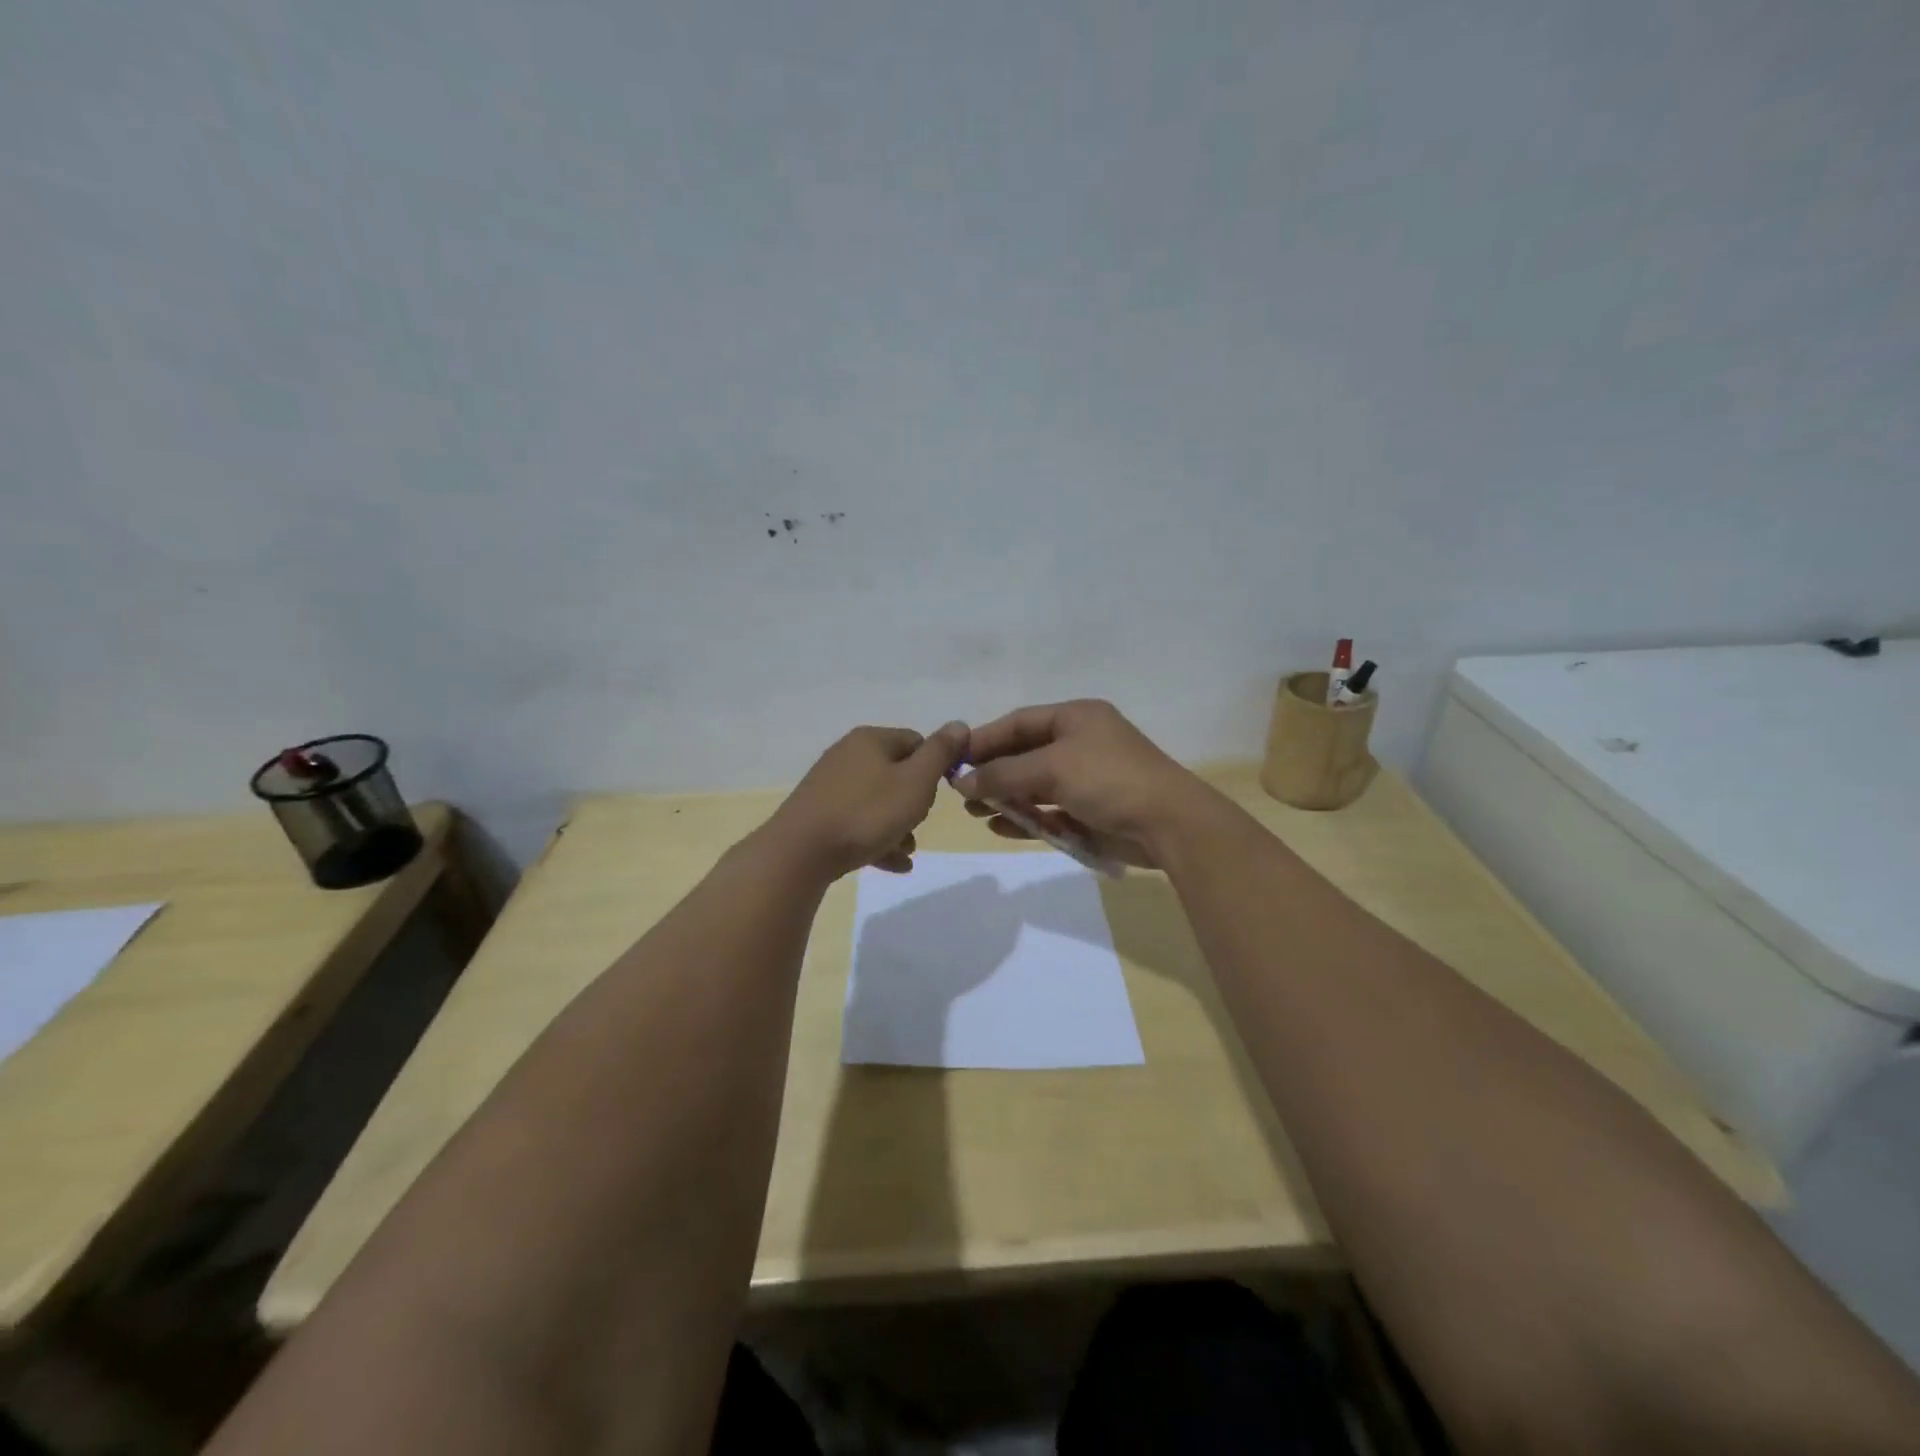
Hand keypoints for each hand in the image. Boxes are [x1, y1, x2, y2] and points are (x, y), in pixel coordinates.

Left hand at [763, 722, 969, 879]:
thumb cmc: (867, 813)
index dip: (934, 767)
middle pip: (896, 773)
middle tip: (918, 823)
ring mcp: (830, 785)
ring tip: (906, 851)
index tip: (938, 795)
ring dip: (897, 825)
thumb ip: (940, 753)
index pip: (916, 742)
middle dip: (914, 801)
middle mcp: (847, 755)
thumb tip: (959, 725)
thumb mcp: (915, 782)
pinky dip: (877, 839)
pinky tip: (892, 864)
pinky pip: (858, 822)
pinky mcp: (818, 813)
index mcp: (871, 740)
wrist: (800, 852)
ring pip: (877, 802)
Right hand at [954, 700, 1215, 867]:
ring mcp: (1087, 778)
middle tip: (961, 791)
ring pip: (1035, 784)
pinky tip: (1000, 827)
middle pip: (1025, 753)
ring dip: (1006, 797)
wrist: (1169, 823)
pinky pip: (1049, 810)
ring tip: (975, 811)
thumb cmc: (1109, 780)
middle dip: (993, 772)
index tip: (954, 759)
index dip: (985, 739)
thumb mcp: (1051, 768)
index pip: (1019, 722)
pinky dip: (1026, 817)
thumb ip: (1004, 774)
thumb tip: (962, 782)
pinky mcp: (1091, 810)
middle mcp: (1081, 742)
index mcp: (1076, 717)